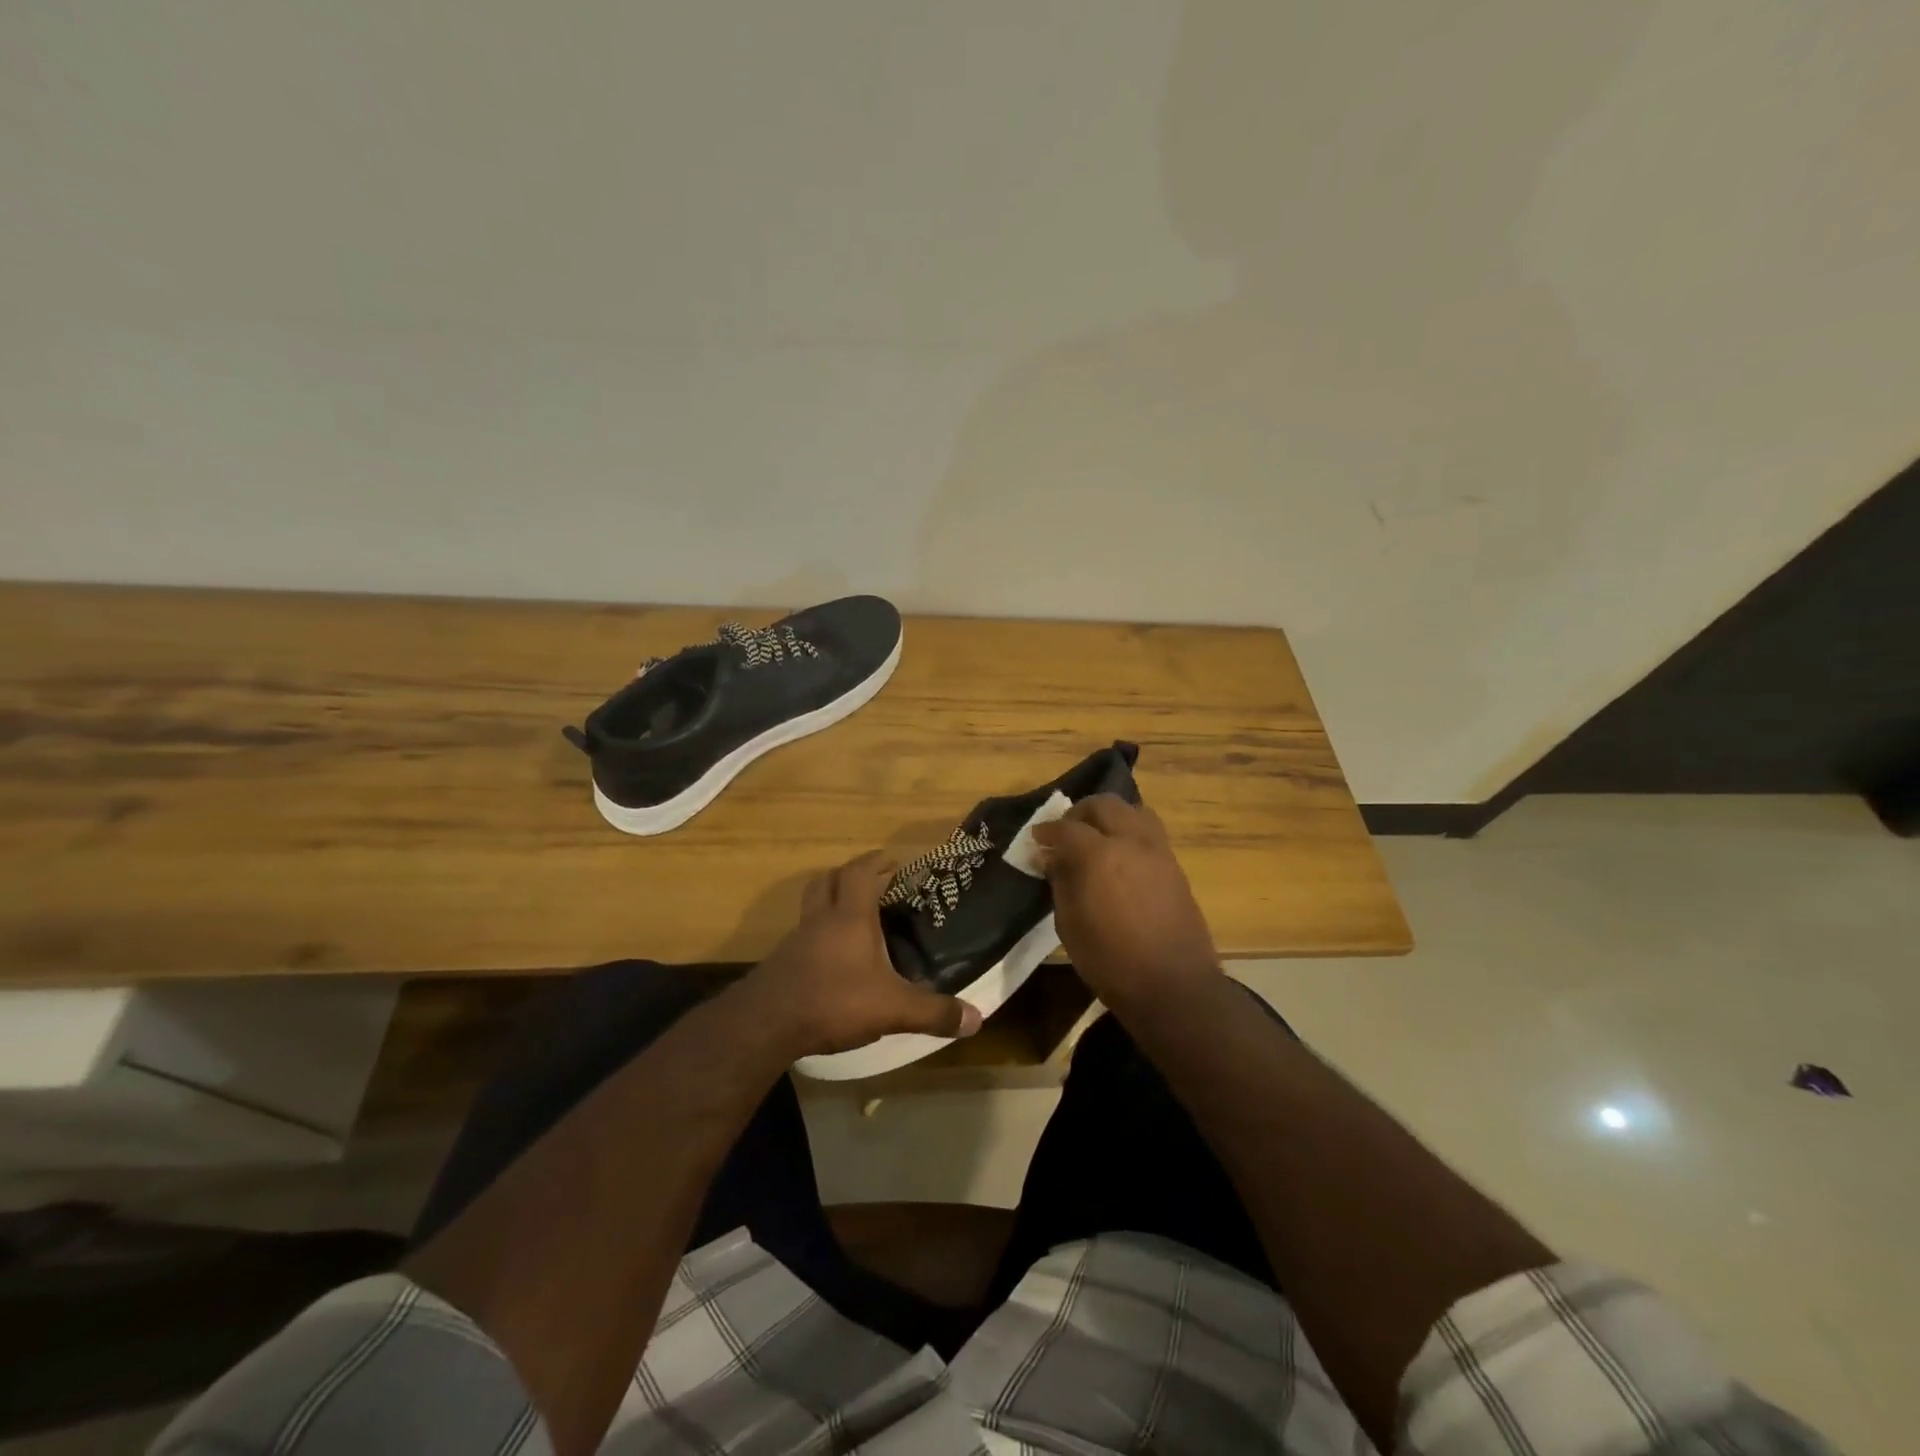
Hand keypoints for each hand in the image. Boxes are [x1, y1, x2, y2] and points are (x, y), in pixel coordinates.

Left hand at [747, 850, 982, 1057]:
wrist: (766, 1024)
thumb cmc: (834, 1000)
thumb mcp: (892, 1009)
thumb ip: (933, 1013)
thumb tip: (977, 1019)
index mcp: (850, 918)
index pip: (859, 874)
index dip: (874, 861)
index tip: (890, 859)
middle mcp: (820, 921)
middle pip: (828, 881)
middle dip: (848, 875)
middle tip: (869, 881)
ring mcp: (796, 942)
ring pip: (811, 908)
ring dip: (829, 904)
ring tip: (851, 919)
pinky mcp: (781, 965)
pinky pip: (802, 938)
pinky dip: (818, 937)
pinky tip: (830, 960)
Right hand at [1032, 795, 1221, 1013]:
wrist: (1173, 986)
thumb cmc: (1110, 961)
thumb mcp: (1069, 924)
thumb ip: (1060, 882)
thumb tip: (1051, 857)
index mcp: (1098, 854)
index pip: (1066, 827)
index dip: (1046, 831)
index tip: (1036, 839)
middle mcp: (1131, 841)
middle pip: (1104, 805)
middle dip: (1080, 813)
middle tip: (1065, 832)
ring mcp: (1158, 851)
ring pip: (1133, 811)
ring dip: (1110, 816)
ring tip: (1097, 837)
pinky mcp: (1175, 866)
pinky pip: (1150, 832)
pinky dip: (1130, 831)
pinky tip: (1120, 856)